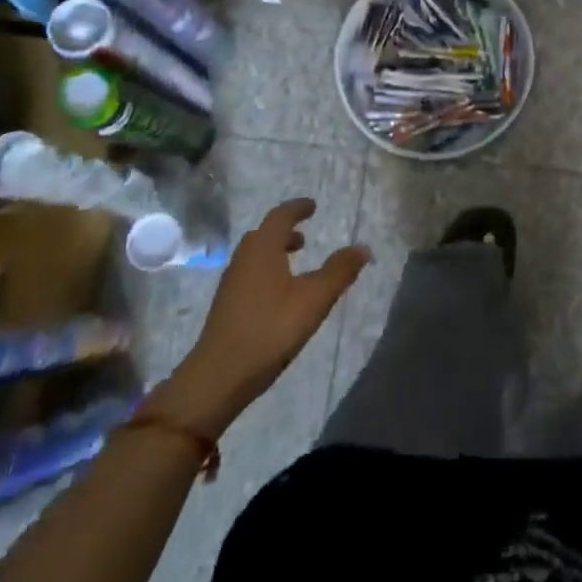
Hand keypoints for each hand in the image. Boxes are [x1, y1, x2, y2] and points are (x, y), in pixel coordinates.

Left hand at [145, 200, 368, 439]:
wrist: (218, 376)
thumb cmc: (270, 329)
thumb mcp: (314, 300)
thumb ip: (339, 272)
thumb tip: (363, 247)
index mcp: (263, 248)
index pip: (280, 216)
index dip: (297, 208)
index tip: (312, 206)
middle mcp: (244, 258)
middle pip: (264, 234)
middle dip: (285, 231)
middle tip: (305, 236)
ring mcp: (232, 283)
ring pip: (255, 255)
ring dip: (275, 251)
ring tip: (295, 262)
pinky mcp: (227, 305)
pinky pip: (250, 274)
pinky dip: (267, 270)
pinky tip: (279, 294)